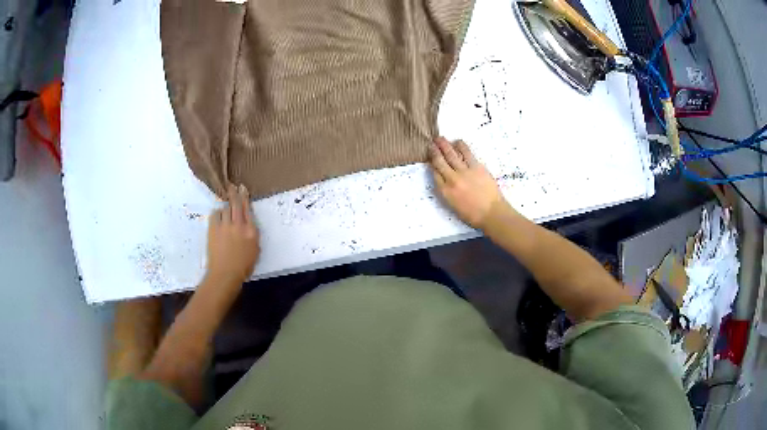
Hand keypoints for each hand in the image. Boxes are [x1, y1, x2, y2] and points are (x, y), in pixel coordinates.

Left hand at [204, 184, 259, 290]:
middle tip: (232, 186)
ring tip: (226, 210)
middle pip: (236, 204)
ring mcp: (225, 226)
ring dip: (226, 208)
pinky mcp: (213, 229)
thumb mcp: (255, 250)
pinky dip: (217, 214)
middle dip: (234, 193)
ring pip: (226, 208)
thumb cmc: (243, 266)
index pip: (248, 209)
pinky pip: (215, 215)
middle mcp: (239, 225)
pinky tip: (218, 217)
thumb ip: (252, 235)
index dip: (245, 197)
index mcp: (251, 231)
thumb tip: (248, 224)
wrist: (225, 274)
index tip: (243, 189)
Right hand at [429, 137, 507, 229]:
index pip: (435, 173)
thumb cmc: (473, 215)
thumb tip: (444, 179)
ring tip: (440, 138)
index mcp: (445, 192)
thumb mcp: (453, 206)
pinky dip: (461, 146)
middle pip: (440, 161)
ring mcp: (464, 172)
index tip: (430, 157)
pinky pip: (467, 153)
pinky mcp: (477, 167)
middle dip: (434, 150)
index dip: (431, 163)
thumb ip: (447, 192)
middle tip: (431, 142)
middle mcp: (452, 179)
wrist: (492, 213)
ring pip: (452, 154)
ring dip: (445, 145)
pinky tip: (457, 142)